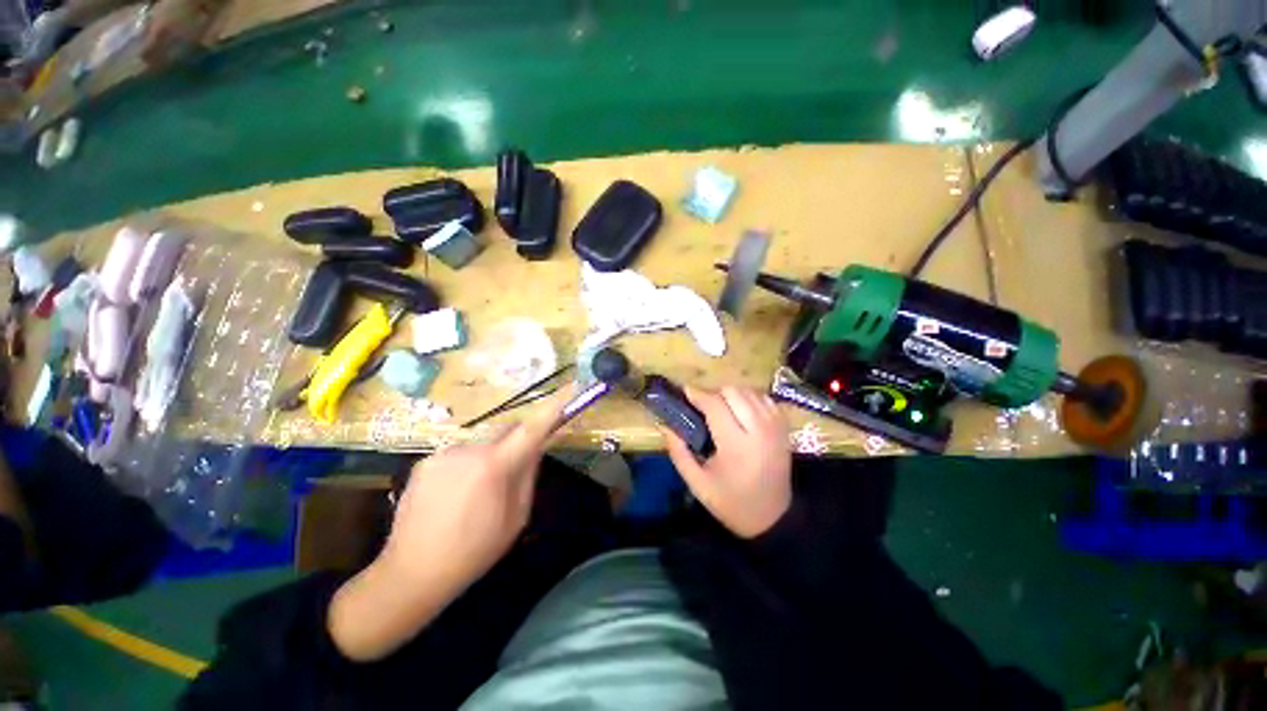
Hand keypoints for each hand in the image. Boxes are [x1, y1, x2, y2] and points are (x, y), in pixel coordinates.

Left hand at [380, 388, 570, 592]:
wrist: (412, 573)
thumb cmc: (475, 550)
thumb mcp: (516, 517)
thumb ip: (529, 474)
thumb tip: (538, 444)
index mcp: (495, 465)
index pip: (532, 427)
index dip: (554, 405)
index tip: (572, 387)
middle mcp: (469, 449)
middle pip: (506, 428)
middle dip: (518, 439)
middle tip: (517, 466)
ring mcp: (443, 453)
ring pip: (482, 442)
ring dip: (490, 455)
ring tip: (479, 492)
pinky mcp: (424, 461)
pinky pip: (460, 453)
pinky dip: (468, 464)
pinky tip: (456, 494)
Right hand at [663, 386, 791, 538]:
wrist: (772, 518)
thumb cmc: (730, 502)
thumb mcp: (697, 483)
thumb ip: (679, 451)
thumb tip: (665, 424)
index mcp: (736, 446)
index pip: (715, 406)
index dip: (698, 394)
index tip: (685, 391)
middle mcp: (759, 431)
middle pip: (734, 392)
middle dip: (714, 393)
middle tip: (703, 406)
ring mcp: (775, 428)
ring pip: (750, 391)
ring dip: (731, 394)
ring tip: (721, 408)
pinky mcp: (784, 428)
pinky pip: (764, 399)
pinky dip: (749, 398)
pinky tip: (740, 410)